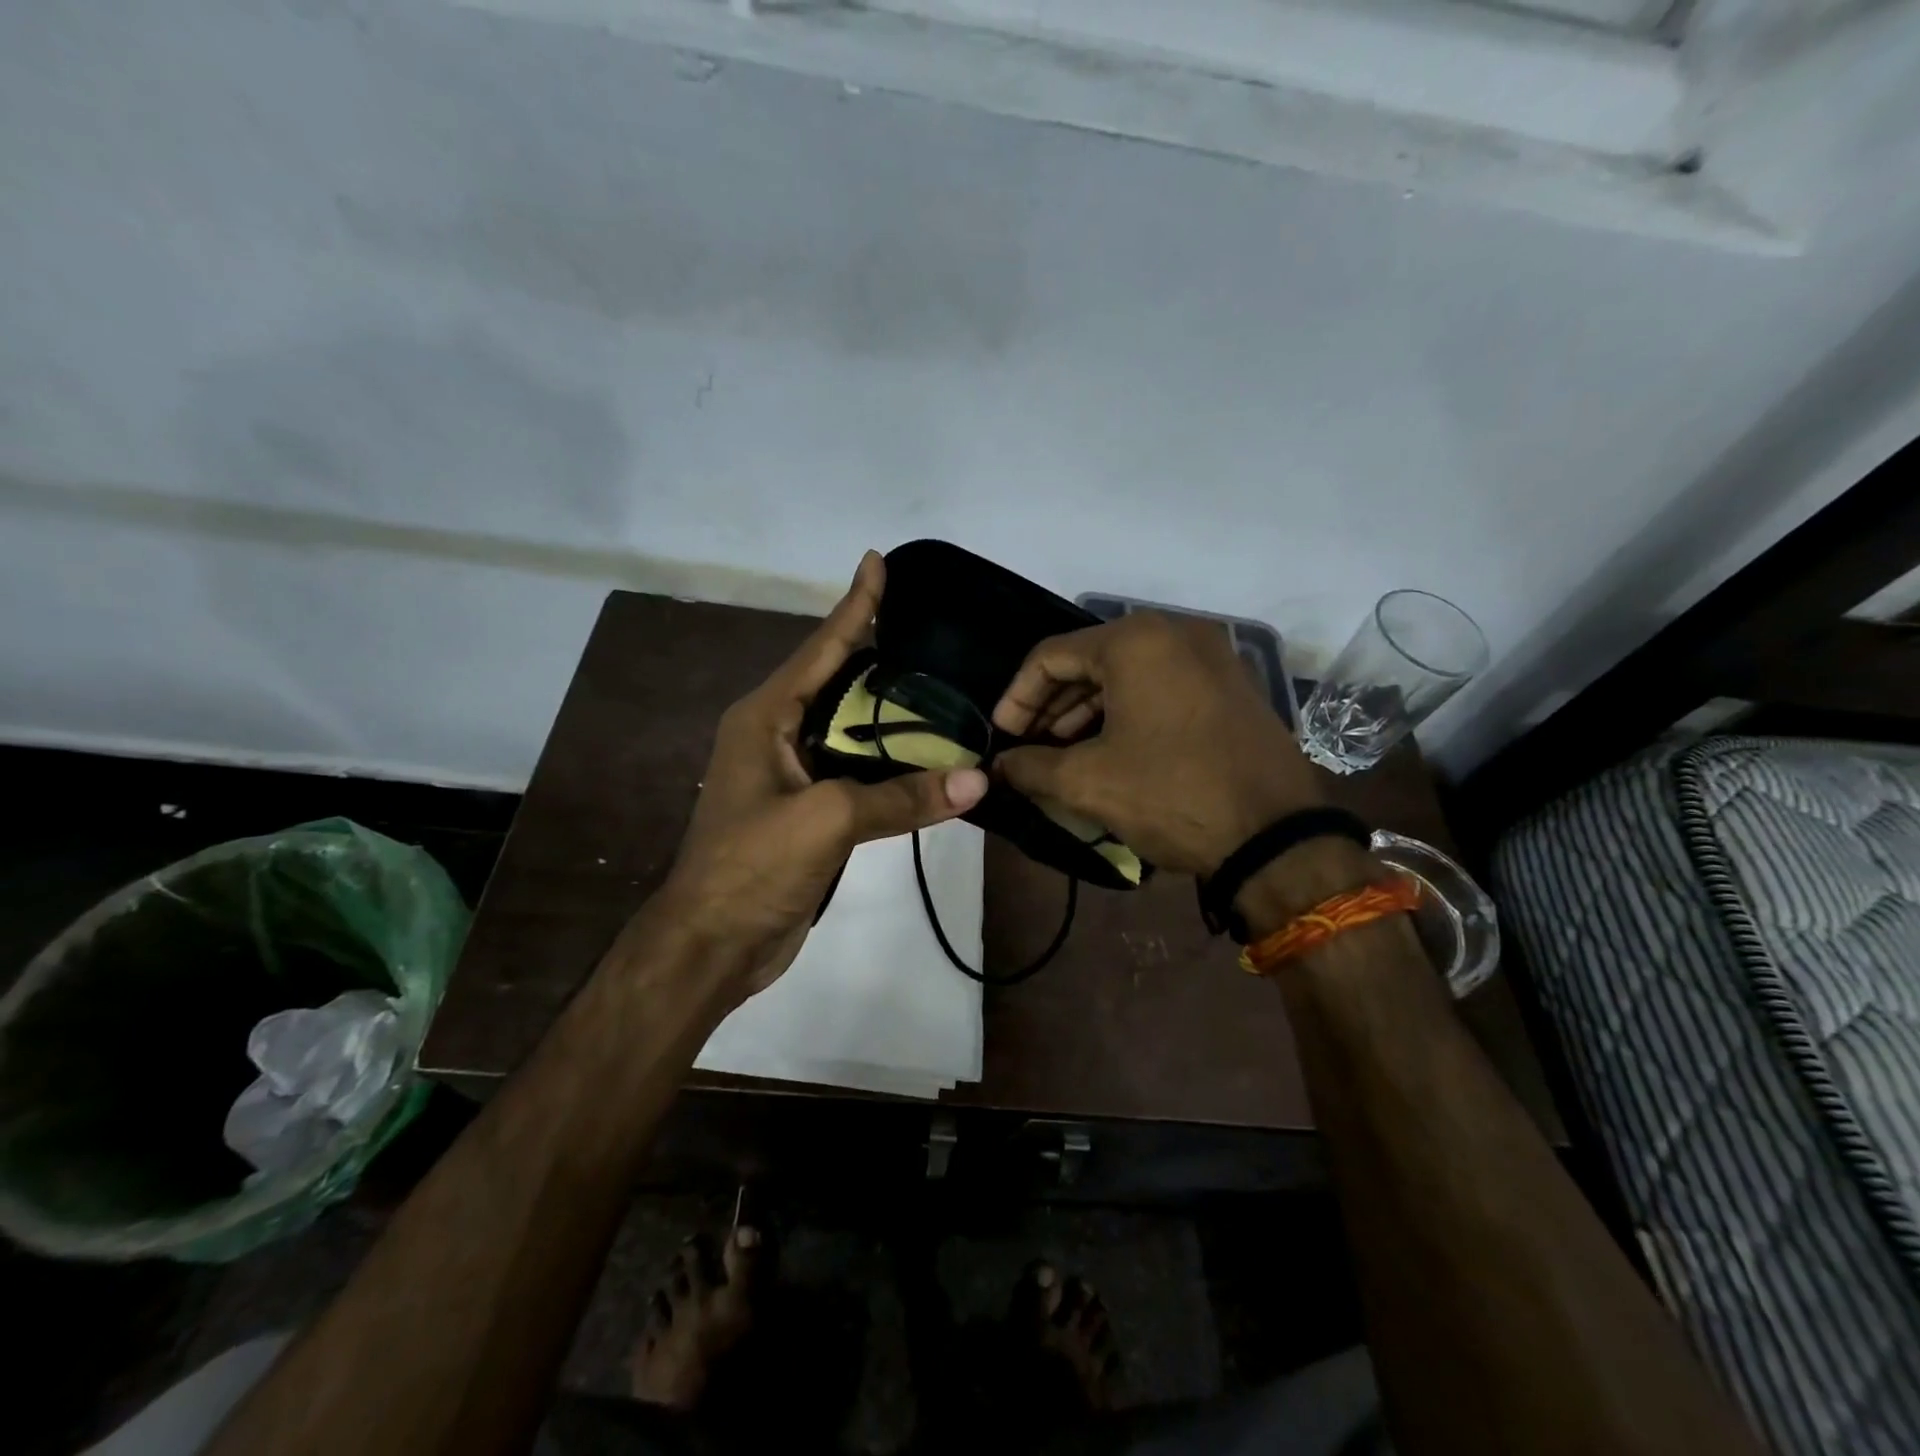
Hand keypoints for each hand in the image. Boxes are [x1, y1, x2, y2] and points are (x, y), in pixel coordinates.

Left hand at [657, 552, 988, 997]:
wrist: (713, 944)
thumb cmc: (753, 866)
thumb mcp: (826, 819)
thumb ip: (900, 797)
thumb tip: (977, 780)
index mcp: (765, 717)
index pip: (820, 648)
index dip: (853, 605)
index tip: (877, 562)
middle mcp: (775, 735)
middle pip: (836, 680)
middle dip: (878, 651)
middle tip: (932, 627)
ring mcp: (790, 774)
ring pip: (849, 728)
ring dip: (889, 709)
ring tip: (940, 680)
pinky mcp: (807, 810)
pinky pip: (855, 769)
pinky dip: (889, 758)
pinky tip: (923, 751)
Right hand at [991, 613, 1322, 875]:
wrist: (1276, 836)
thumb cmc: (1171, 794)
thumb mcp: (1088, 782)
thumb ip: (1030, 767)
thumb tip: (999, 766)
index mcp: (1135, 641)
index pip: (1050, 657)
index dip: (1017, 698)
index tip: (1001, 737)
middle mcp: (1175, 633)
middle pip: (1090, 661)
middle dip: (1051, 706)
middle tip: (1027, 746)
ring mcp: (1211, 657)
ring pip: (1127, 675)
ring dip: (1086, 711)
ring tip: (1060, 753)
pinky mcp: (1231, 686)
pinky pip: (1161, 687)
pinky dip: (1126, 713)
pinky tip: (1108, 749)